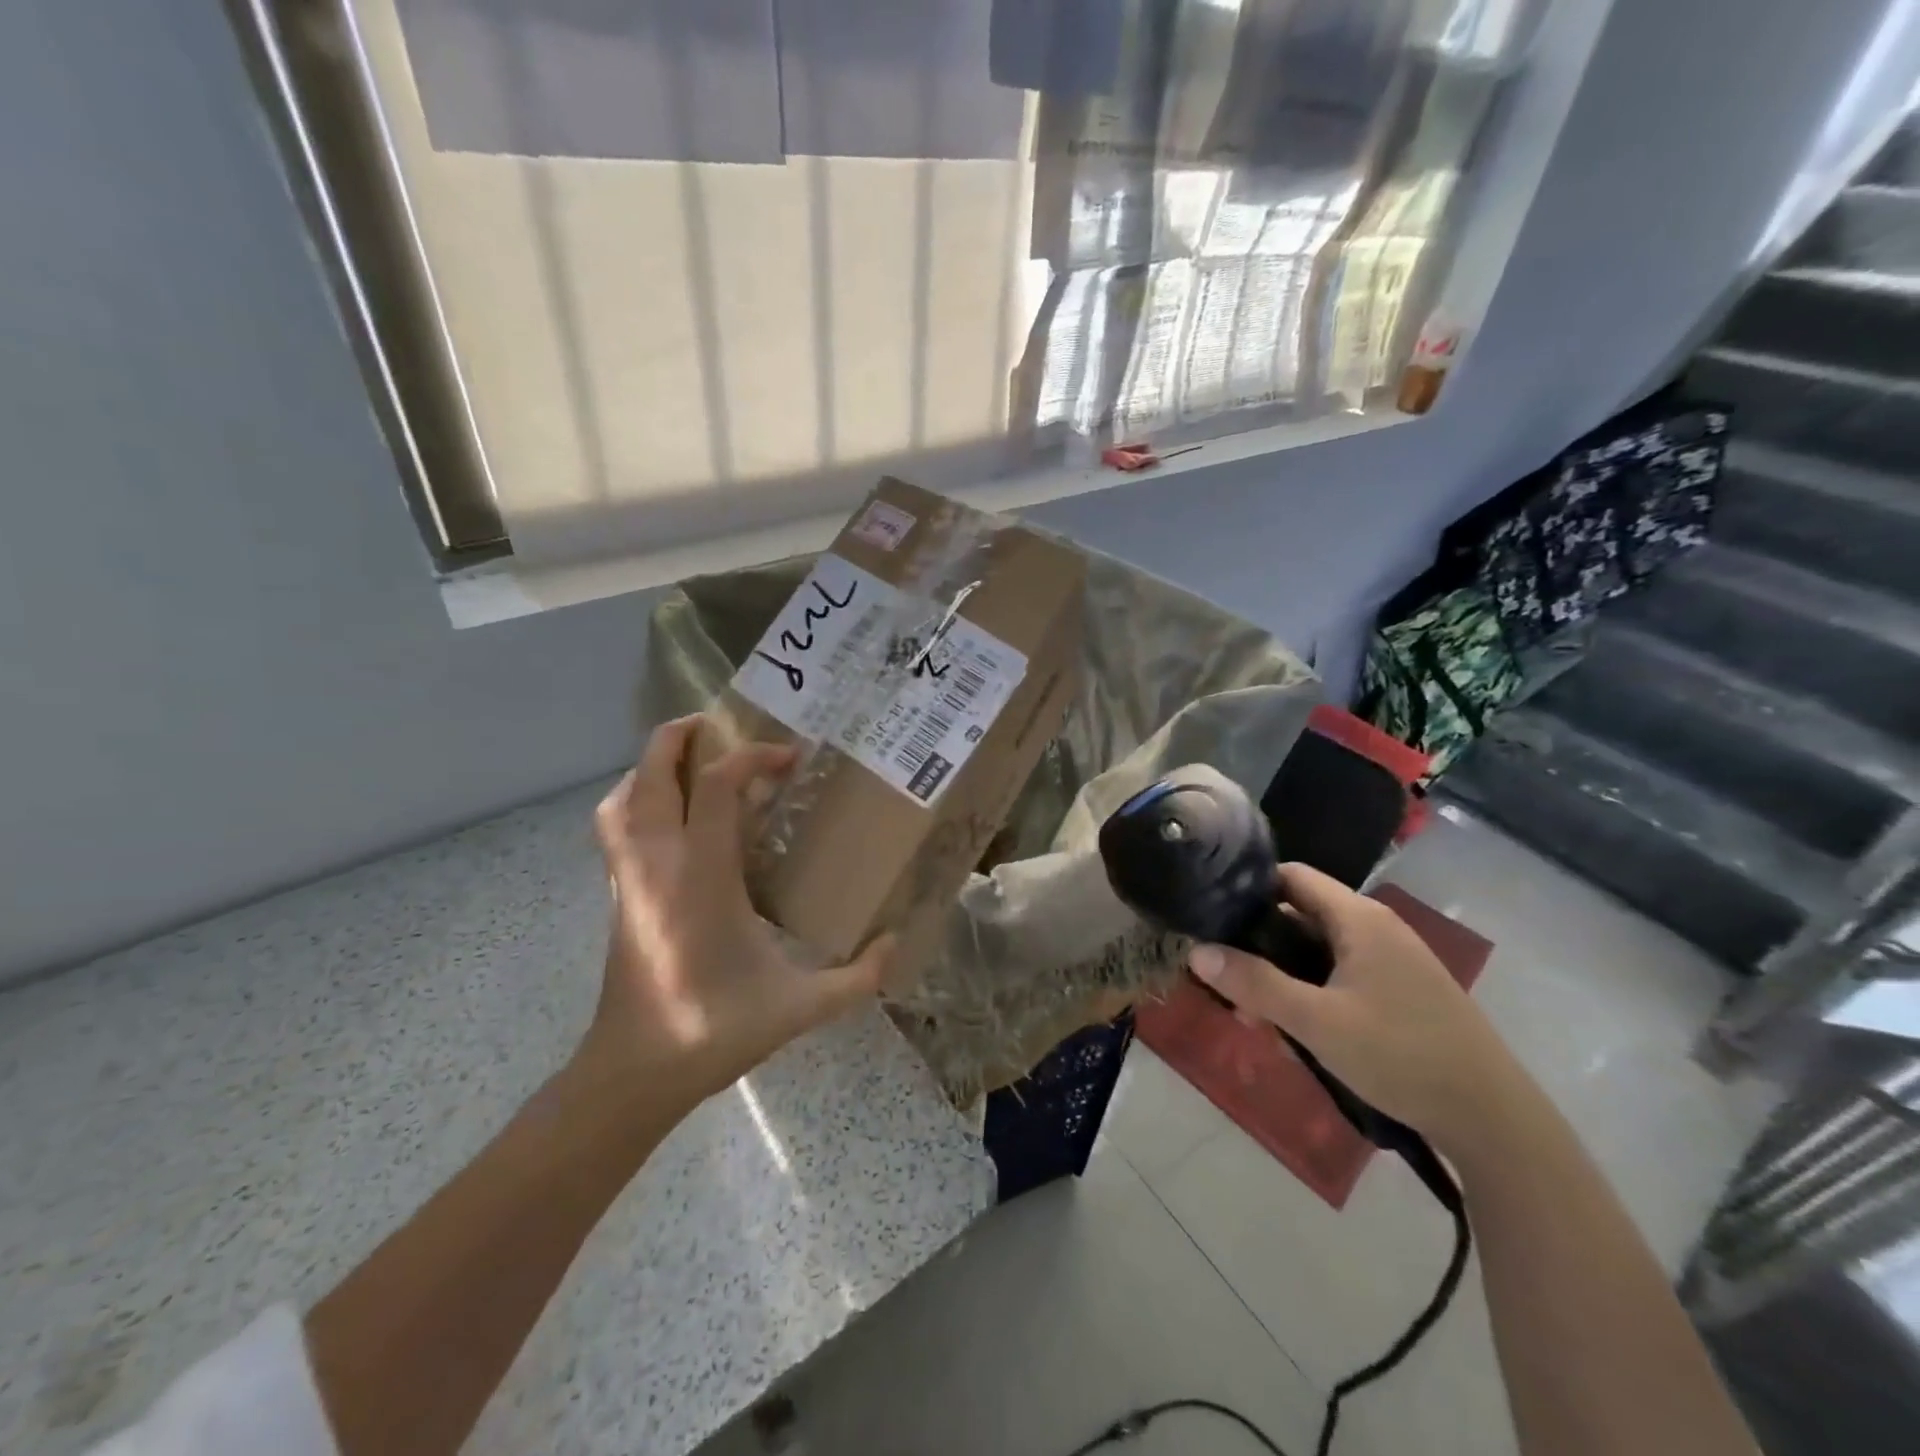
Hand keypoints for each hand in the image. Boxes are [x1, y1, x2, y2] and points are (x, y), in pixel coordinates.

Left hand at [574, 716, 892, 1115]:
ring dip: (650, 768)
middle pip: (652, 772)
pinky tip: (666, 817)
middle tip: (719, 724)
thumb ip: (858, 977)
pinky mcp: (618, 895)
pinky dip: (634, 802)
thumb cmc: (713, 1030)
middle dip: (681, 736)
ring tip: (687, 762)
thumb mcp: (800, 1006)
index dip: (752, 758)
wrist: (634, 1072)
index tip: (790, 759)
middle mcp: (658, 863)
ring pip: (622, 798)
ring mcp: (630, 878)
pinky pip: (614, 828)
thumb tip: (899, 944)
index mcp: (702, 876)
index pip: (716, 786)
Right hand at [1188, 863, 1526, 1153]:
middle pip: (1299, 914)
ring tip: (1256, 1016)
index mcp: (1358, 917)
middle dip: (1258, 945)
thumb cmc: (1400, 1055)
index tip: (1211, 917)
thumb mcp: (1317, 1021)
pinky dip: (1311, 991)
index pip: (1290, 876)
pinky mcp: (1400, 990)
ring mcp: (1391, 959)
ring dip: (1282, 975)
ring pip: (1317, 949)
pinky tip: (1297, 1031)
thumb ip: (1255, 983)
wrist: (1493, 1117)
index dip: (1247, 889)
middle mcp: (1375, 927)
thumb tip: (1196, 952)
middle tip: (1227, 981)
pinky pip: (1340, 974)